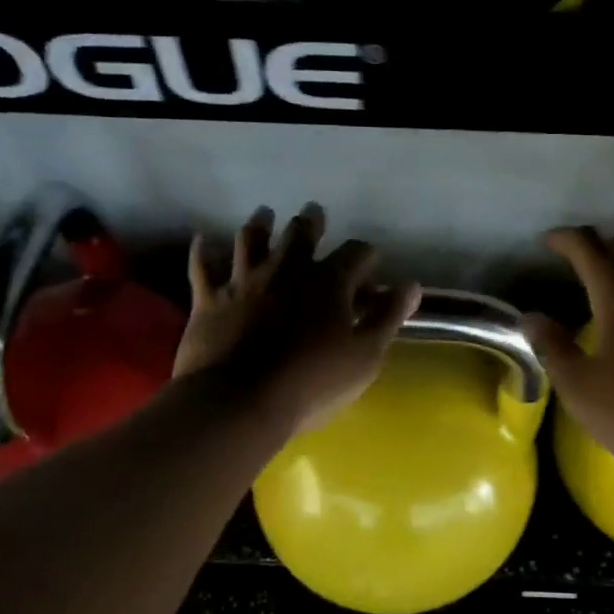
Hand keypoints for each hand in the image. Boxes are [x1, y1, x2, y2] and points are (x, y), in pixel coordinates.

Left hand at [175, 204, 420, 435]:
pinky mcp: (210, 299)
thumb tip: (411, 286)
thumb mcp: (365, 355)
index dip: (366, 253)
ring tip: (264, 214)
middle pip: (300, 234)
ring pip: (251, 240)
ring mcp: (244, 281)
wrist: (239, 401)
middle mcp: (286, 270)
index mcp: (328, 282)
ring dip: (259, 225)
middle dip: (311, 222)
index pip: (355, 253)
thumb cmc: (312, 382)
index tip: (370, 259)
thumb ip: (388, 317)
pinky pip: (203, 267)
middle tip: (313, 212)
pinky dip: (203, 252)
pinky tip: (202, 239)